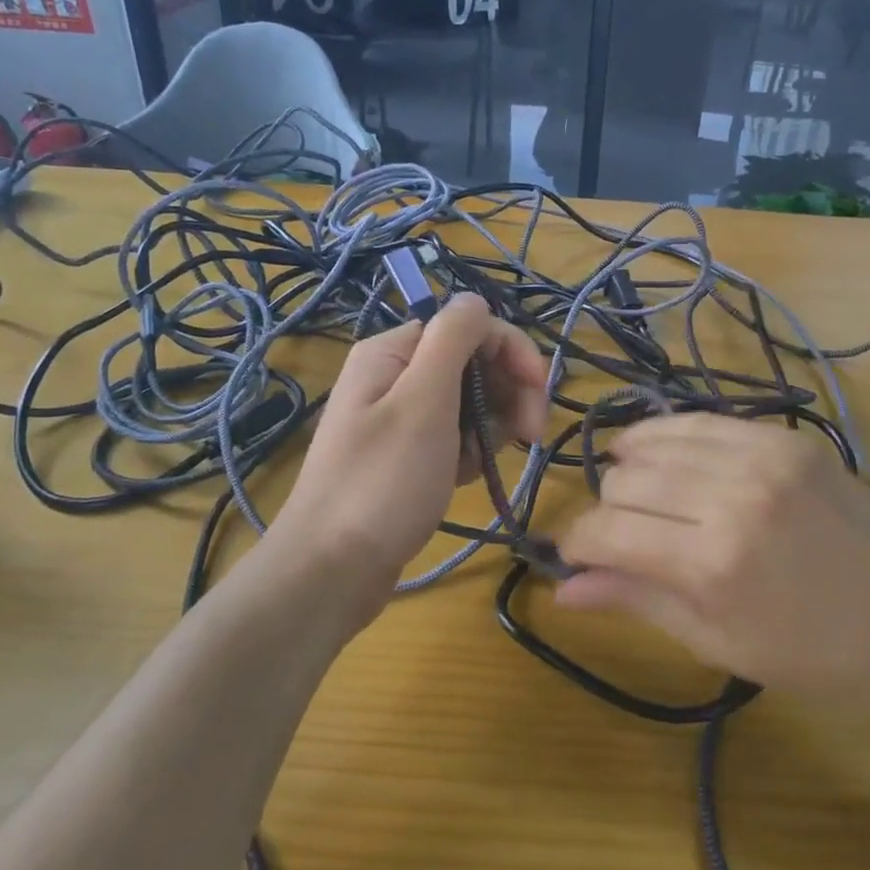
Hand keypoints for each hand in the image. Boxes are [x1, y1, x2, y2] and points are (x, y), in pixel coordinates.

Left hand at [271, 293, 547, 629]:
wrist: (330, 570)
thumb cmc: (382, 483)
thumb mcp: (423, 402)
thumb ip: (452, 339)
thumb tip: (476, 298)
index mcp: (394, 352)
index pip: (470, 328)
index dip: (512, 355)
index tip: (539, 398)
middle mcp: (393, 375)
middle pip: (471, 363)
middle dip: (507, 393)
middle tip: (528, 437)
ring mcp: (397, 417)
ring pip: (467, 402)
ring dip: (490, 426)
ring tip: (486, 463)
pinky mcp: (403, 455)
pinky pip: (452, 436)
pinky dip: (468, 452)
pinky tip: (467, 477)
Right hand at [554, 413, 869, 715]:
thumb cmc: (809, 656)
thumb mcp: (713, 640)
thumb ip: (633, 598)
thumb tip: (561, 588)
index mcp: (712, 561)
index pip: (606, 530)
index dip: (577, 543)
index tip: (575, 556)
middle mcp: (733, 494)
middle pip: (625, 480)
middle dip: (607, 511)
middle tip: (621, 537)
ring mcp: (764, 455)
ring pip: (655, 440)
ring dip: (633, 468)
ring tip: (640, 494)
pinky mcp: (787, 437)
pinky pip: (701, 421)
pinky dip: (672, 440)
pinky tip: (671, 461)